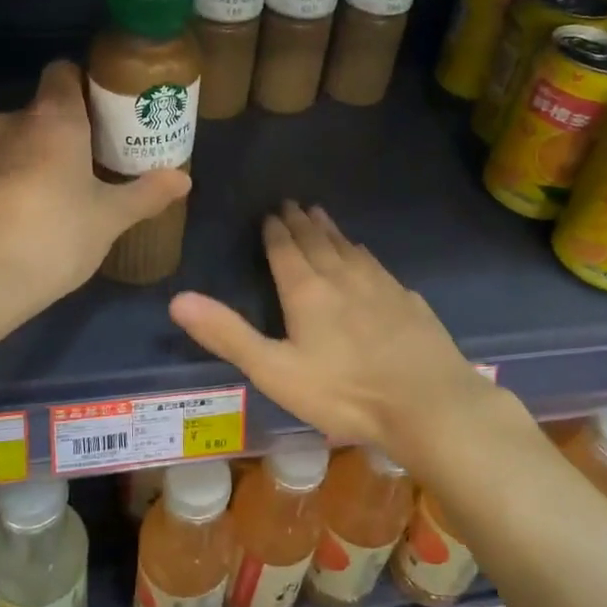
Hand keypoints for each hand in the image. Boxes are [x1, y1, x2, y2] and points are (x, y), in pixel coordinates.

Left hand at [0, 60, 189, 308]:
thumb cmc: (56, 233)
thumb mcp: (111, 216)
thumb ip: (147, 193)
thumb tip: (183, 179)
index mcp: (53, 117)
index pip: (64, 71)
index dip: (88, 82)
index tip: (113, 109)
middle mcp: (16, 122)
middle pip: (48, 107)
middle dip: (76, 125)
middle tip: (108, 152)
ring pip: (26, 138)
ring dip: (49, 153)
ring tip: (79, 183)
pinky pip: (8, 165)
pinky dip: (27, 176)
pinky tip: (47, 209)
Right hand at [169, 203, 498, 460]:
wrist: (428, 403)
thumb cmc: (344, 392)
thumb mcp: (275, 371)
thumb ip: (228, 334)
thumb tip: (178, 298)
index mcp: (307, 291)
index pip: (285, 251)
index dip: (275, 231)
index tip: (271, 212)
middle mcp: (343, 277)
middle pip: (317, 241)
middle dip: (301, 222)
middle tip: (293, 203)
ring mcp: (381, 285)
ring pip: (349, 248)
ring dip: (331, 230)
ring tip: (321, 215)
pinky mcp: (408, 300)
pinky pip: (377, 265)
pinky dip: (362, 253)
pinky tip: (365, 256)